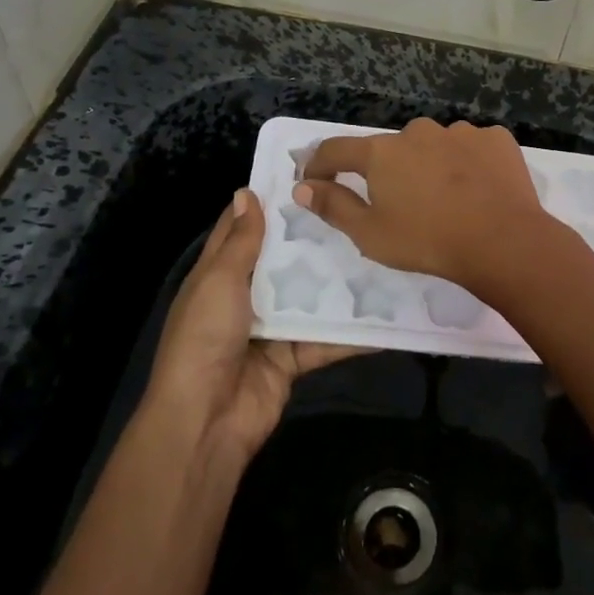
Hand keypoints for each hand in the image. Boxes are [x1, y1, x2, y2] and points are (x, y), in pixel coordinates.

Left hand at [144, 190, 365, 463]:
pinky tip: (388, 312)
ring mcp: (271, 328)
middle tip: (356, 205)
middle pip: (283, 260)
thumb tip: (246, 191)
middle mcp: (245, 296)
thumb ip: (240, 241)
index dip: (267, 202)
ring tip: (380, 250)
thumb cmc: (205, 338)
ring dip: (339, 280)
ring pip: (310, 296)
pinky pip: (327, 339)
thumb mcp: (219, 281)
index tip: (304, 174)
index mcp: (219, 274)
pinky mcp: (294, 358)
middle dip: (313, 237)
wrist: (206, 420)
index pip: (242, 229)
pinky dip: (353, 331)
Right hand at [292, 118, 552, 295]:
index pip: (337, 150)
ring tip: (446, 200)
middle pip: (391, 149)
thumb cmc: (427, 241)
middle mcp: (417, 131)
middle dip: (388, 172)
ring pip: (434, 146)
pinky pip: (471, 148)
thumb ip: (333, 206)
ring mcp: (460, 131)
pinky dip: (468, 165)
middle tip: (400, 205)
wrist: (502, 241)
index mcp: (381, 152)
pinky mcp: (495, 138)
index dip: (319, 165)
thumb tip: (302, 187)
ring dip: (431, 166)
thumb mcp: (370, 234)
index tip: (314, 180)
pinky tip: (477, 190)